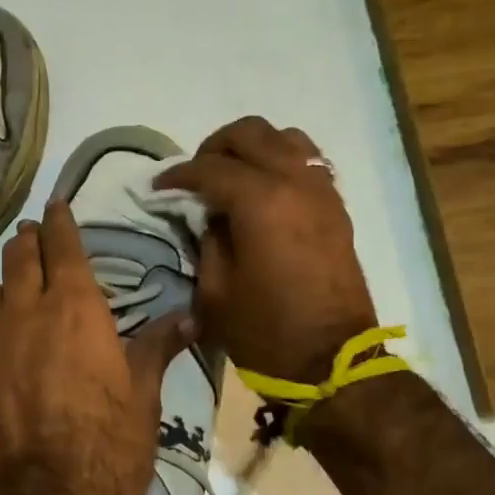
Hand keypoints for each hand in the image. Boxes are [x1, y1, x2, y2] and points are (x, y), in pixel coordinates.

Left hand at [0, 201, 192, 494]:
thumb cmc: (108, 447)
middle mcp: (26, 312)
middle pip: (18, 257)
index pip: (62, 245)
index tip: (55, 205)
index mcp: (75, 307)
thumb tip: (189, 316)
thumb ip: (157, 347)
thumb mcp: (143, 396)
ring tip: (15, 288)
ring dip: (5, 282)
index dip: (59, 221)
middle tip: (35, 238)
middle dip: (28, 241)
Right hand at [156, 116, 375, 384]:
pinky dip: (280, 160)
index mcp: (260, 202)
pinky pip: (307, 160)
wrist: (332, 361)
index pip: (209, 168)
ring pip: (284, 137)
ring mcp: (321, 190)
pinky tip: (264, 188)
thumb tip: (208, 213)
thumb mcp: (215, 290)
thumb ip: (207, 239)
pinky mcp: (336, 206)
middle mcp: (294, 182)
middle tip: (195, 176)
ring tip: (232, 175)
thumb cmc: (264, 330)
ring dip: (252, 147)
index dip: (178, 174)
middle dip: (214, 148)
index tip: (158, 186)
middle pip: (249, 133)